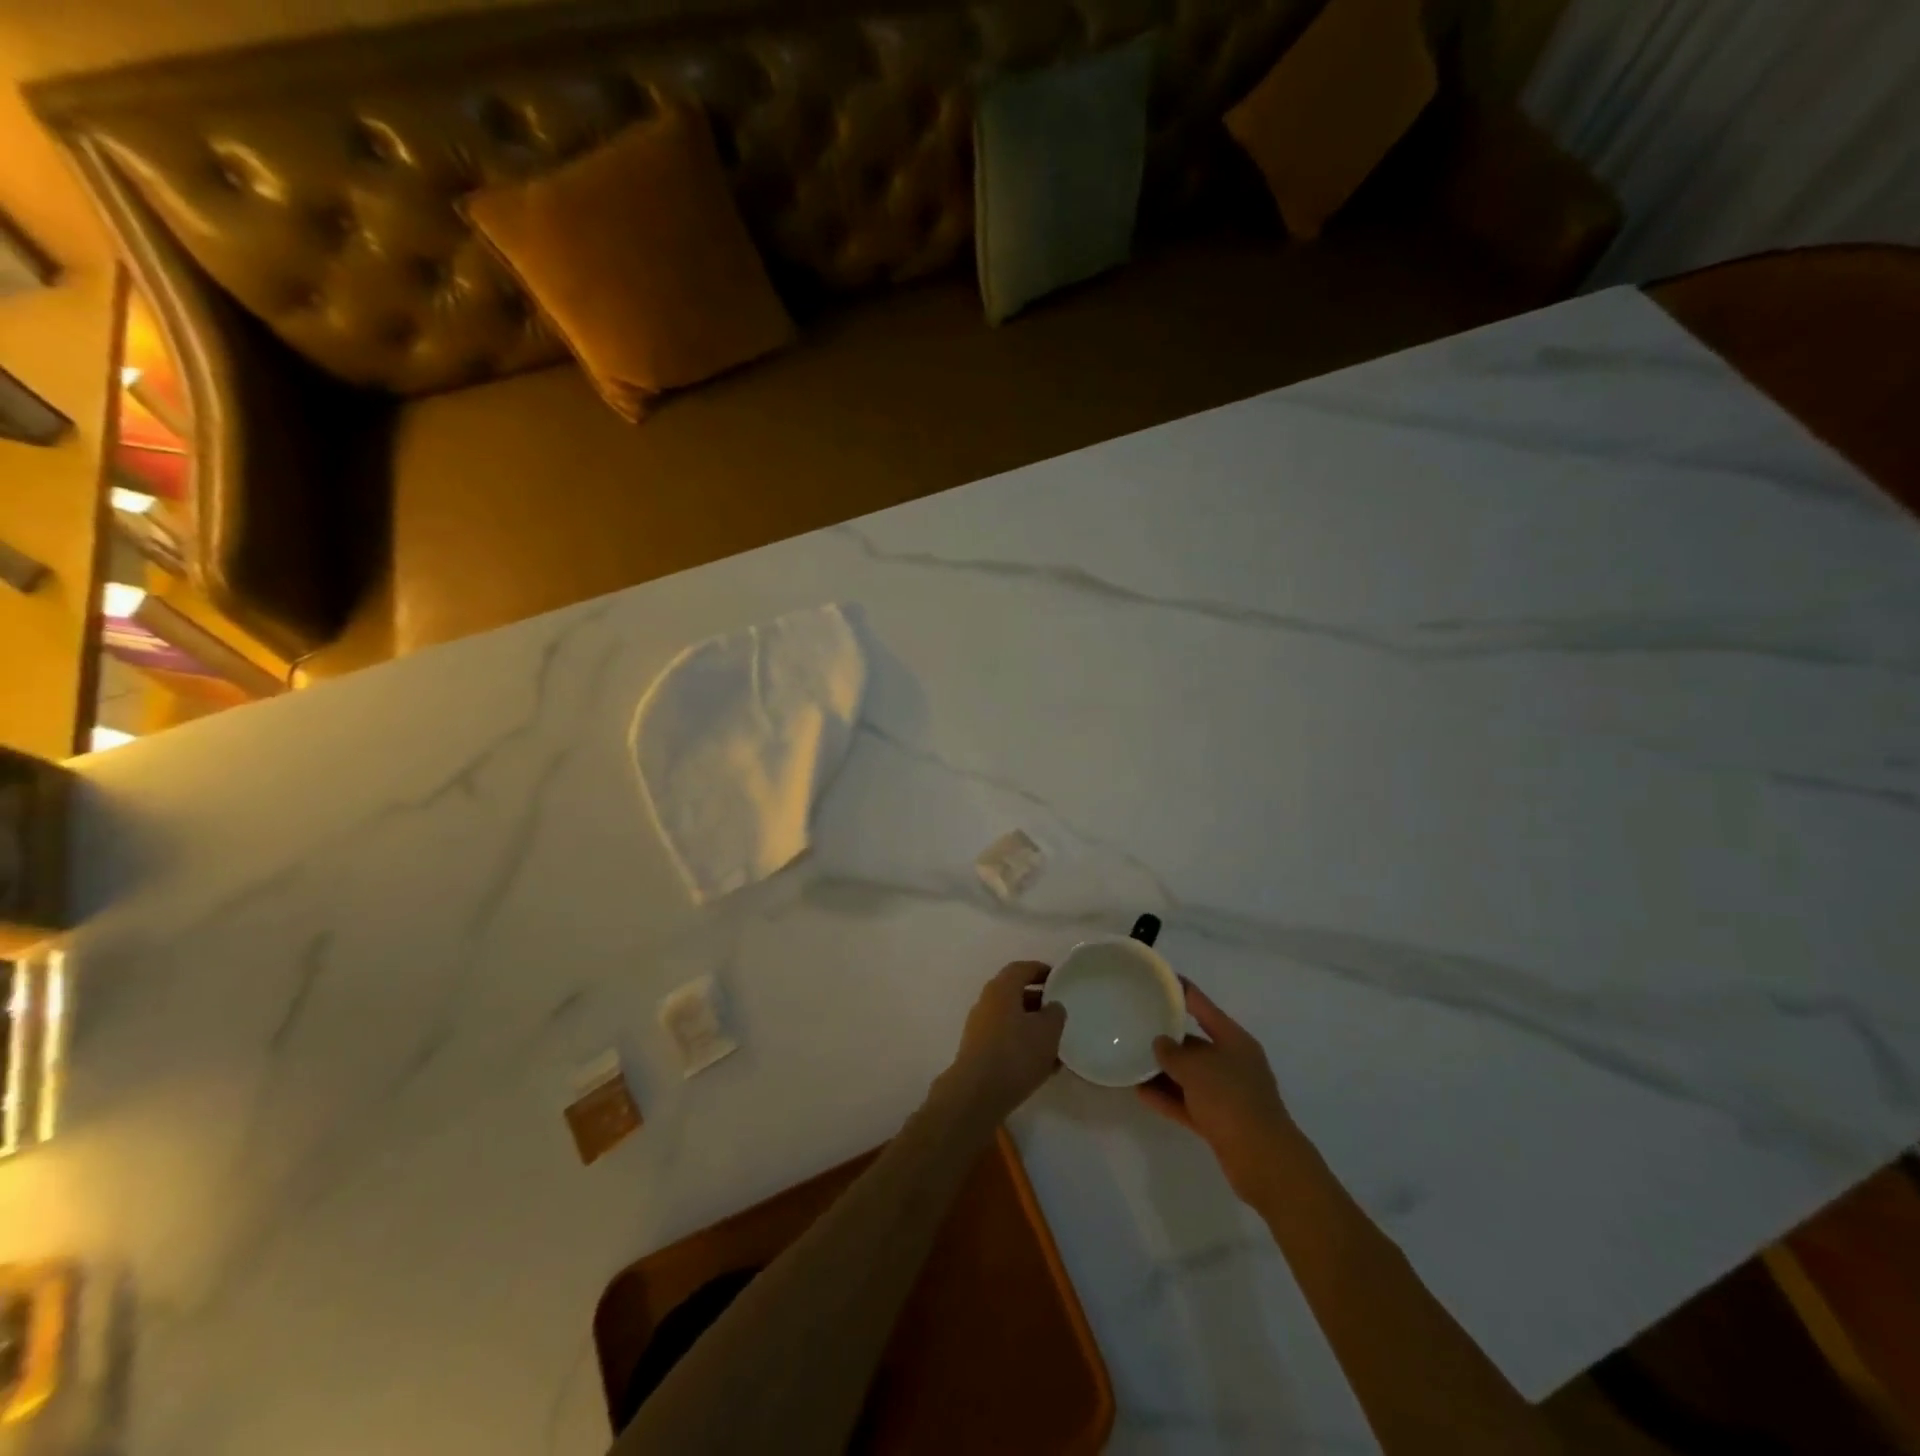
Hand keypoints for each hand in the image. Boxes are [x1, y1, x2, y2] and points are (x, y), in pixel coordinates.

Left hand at [941, 961, 1066, 1125]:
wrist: (977, 1094)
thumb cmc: (1015, 1053)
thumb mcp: (1047, 1031)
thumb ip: (1055, 1014)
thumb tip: (1052, 1007)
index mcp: (1001, 989)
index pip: (1021, 969)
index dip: (1041, 970)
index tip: (1058, 979)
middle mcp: (987, 1003)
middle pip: (1015, 994)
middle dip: (1038, 1002)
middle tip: (1059, 1012)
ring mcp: (979, 1028)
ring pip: (1011, 1020)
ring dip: (1032, 1027)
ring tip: (1056, 1044)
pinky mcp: (978, 1052)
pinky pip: (1005, 1040)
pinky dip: (1023, 1045)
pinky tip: (1043, 1065)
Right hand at [1138, 980, 1296, 1203]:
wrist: (1264, 1161)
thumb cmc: (1232, 1100)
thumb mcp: (1197, 1069)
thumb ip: (1173, 1053)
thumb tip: (1160, 1043)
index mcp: (1234, 1041)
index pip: (1204, 1007)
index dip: (1182, 991)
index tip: (1159, 978)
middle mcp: (1232, 1063)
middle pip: (1195, 1043)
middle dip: (1167, 1038)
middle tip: (1135, 1026)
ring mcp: (1227, 1094)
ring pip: (1189, 1075)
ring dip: (1163, 1071)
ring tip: (1130, 1061)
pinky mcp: (1219, 1121)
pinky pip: (1187, 1102)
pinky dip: (1167, 1097)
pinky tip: (1140, 1093)